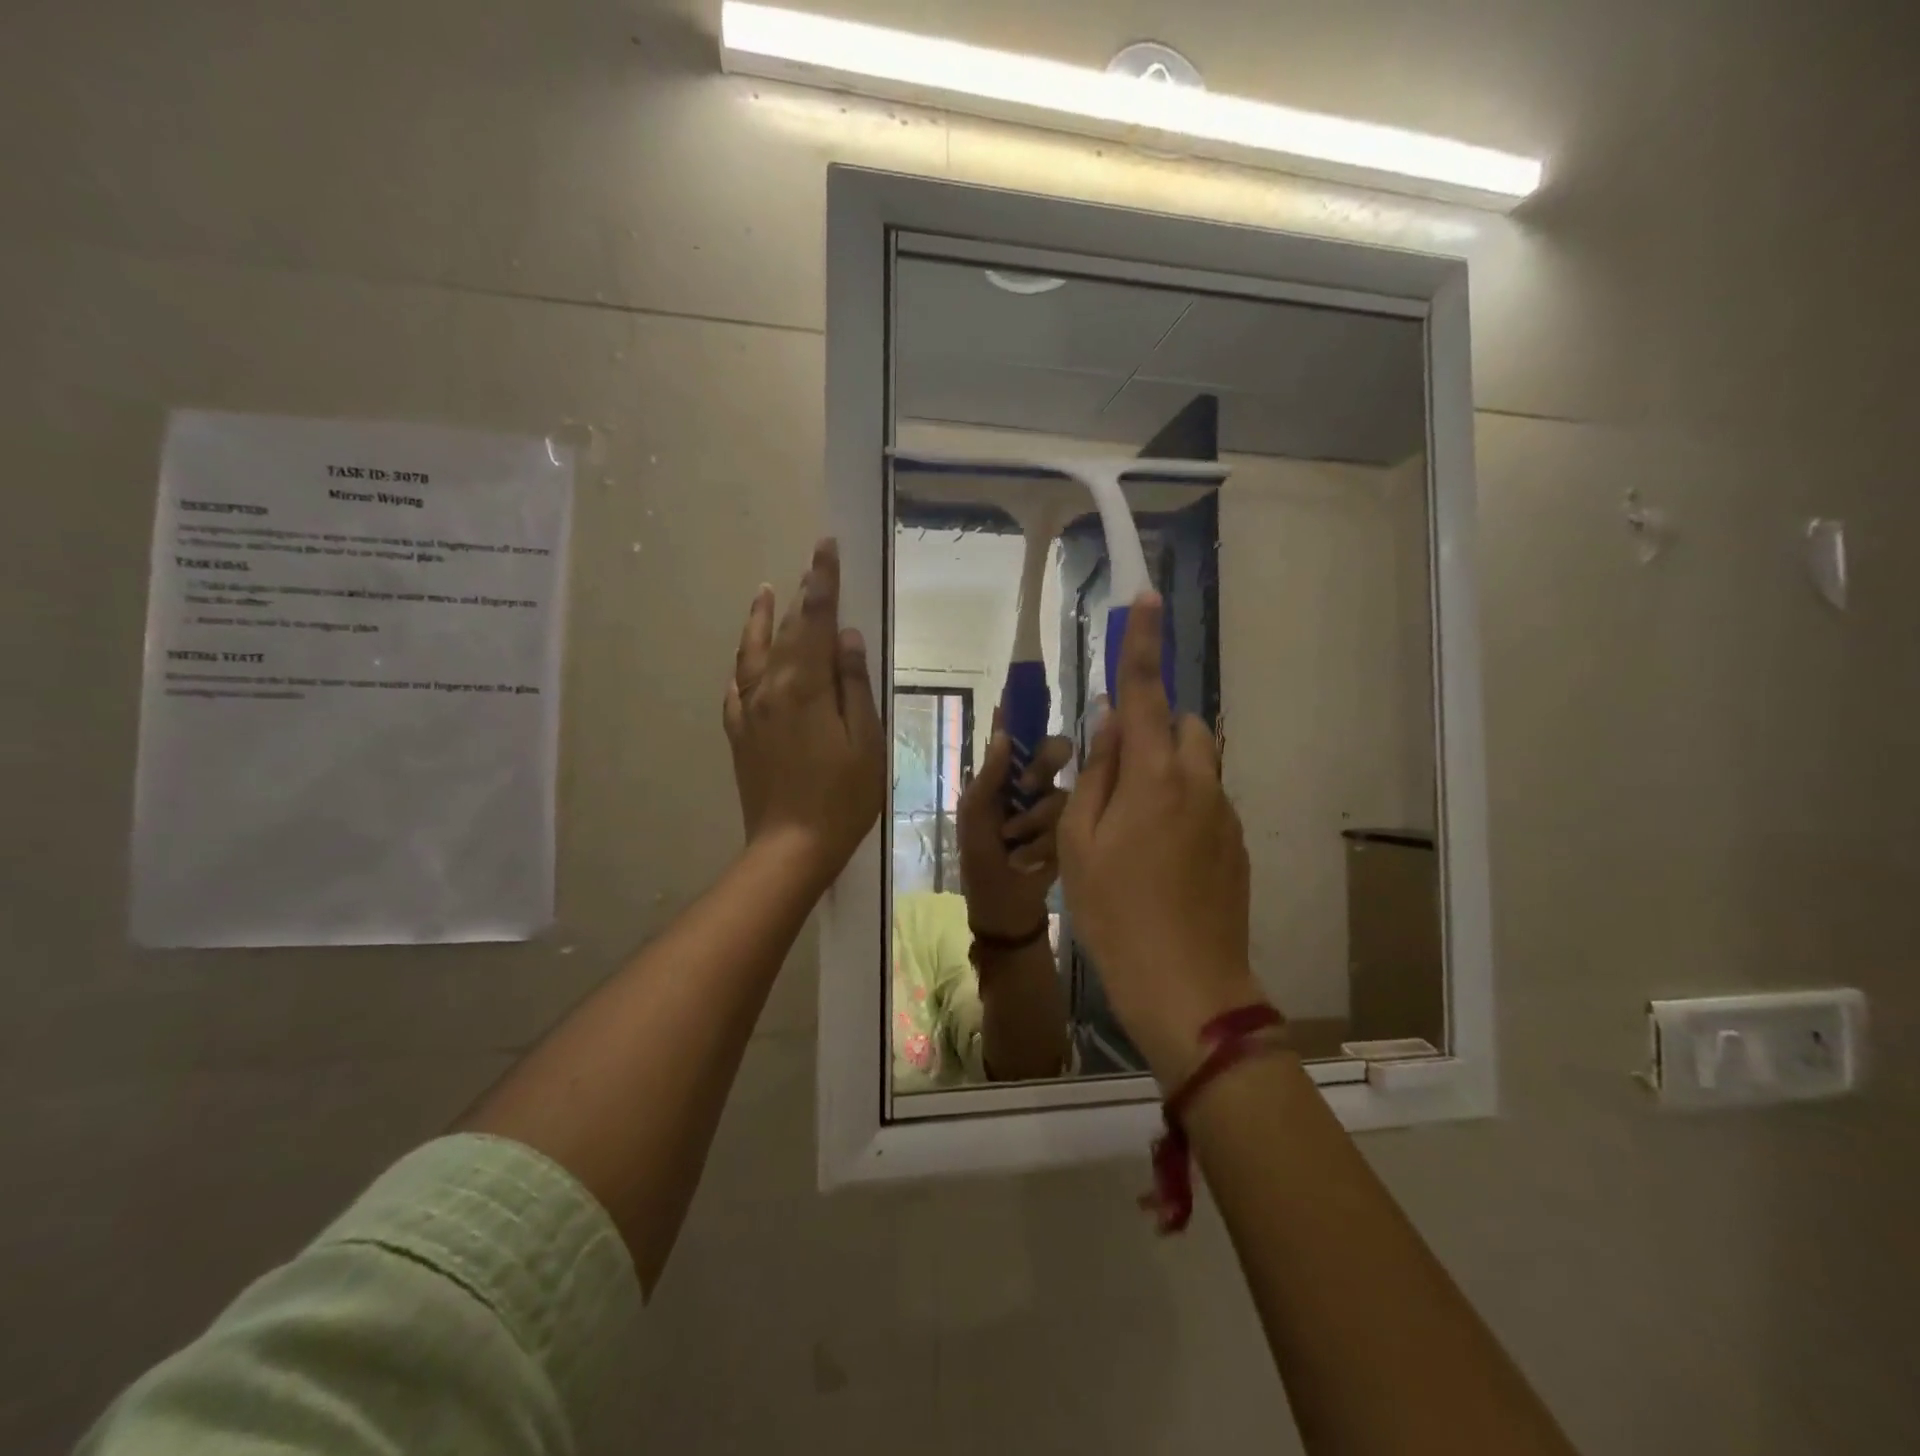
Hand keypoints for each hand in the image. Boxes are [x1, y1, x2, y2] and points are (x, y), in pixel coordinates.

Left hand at [723, 538, 884, 889]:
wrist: (791, 847)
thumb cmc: (842, 797)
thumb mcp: (865, 740)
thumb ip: (853, 685)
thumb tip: (844, 636)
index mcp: (805, 687)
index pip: (814, 620)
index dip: (822, 582)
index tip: (825, 547)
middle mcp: (770, 689)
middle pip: (784, 631)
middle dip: (799, 595)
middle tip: (810, 564)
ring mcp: (749, 712)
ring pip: (752, 653)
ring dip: (760, 619)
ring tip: (765, 591)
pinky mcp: (740, 734)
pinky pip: (736, 688)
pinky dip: (742, 664)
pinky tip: (746, 661)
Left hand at [958, 724, 1071, 938]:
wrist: (1003, 907)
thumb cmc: (979, 858)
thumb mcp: (974, 817)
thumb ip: (988, 777)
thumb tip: (1001, 733)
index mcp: (1005, 775)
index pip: (1018, 734)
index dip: (1025, 710)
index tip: (1032, 684)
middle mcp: (1034, 783)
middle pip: (1055, 751)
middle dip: (1043, 765)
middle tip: (1026, 786)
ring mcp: (1055, 807)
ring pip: (1062, 791)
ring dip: (1034, 819)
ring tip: (1014, 842)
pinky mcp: (1072, 832)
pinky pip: (1070, 822)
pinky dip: (1043, 843)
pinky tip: (1027, 861)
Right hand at [1057, 591, 1264, 1082]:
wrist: (1187, 986)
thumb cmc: (1114, 913)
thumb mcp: (1080, 843)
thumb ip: (1096, 774)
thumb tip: (1108, 724)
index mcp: (1153, 777)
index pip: (1144, 693)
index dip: (1142, 644)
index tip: (1147, 598)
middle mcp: (1198, 782)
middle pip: (1181, 724)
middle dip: (1151, 727)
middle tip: (1116, 774)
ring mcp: (1225, 813)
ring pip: (1198, 763)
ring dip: (1168, 767)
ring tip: (1135, 824)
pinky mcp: (1237, 842)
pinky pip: (1208, 799)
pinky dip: (1183, 803)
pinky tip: (1161, 857)